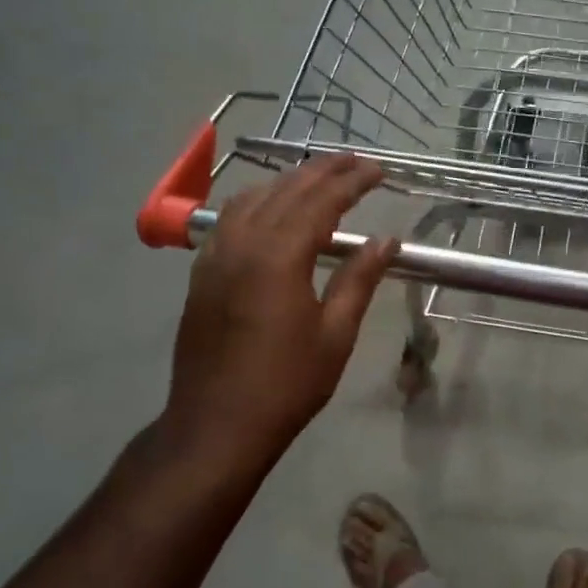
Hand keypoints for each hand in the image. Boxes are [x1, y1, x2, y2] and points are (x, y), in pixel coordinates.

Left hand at [159, 155, 397, 479]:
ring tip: (318, 178)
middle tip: (355, 162)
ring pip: (252, 199)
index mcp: (280, 257)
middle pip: (286, 191)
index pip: (321, 202)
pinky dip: (257, 201)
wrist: (216, 425)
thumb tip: (386, 241)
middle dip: (323, 171)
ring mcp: (215, 256)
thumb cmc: (286, 384)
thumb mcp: (335, 334)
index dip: (352, 183)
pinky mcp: (201, 273)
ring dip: (288, 181)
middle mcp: (243, 244)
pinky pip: (228, 219)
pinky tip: (270, 209)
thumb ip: (359, 280)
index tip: (379, 171)